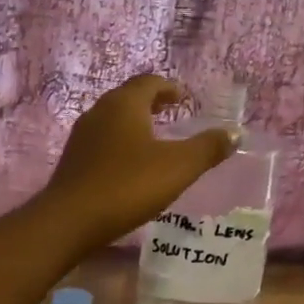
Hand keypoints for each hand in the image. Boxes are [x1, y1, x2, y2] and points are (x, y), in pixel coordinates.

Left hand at [42, 75, 235, 251]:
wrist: (70, 220)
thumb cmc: (128, 186)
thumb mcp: (178, 167)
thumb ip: (207, 148)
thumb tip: (233, 133)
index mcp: (124, 104)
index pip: (149, 82)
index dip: (169, 87)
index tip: (184, 98)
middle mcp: (100, 111)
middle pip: (129, 97)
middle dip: (152, 102)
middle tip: (172, 112)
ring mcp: (82, 135)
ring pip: (113, 118)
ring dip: (135, 122)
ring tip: (155, 138)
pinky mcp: (74, 159)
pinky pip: (103, 140)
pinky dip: (121, 142)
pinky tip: (130, 164)